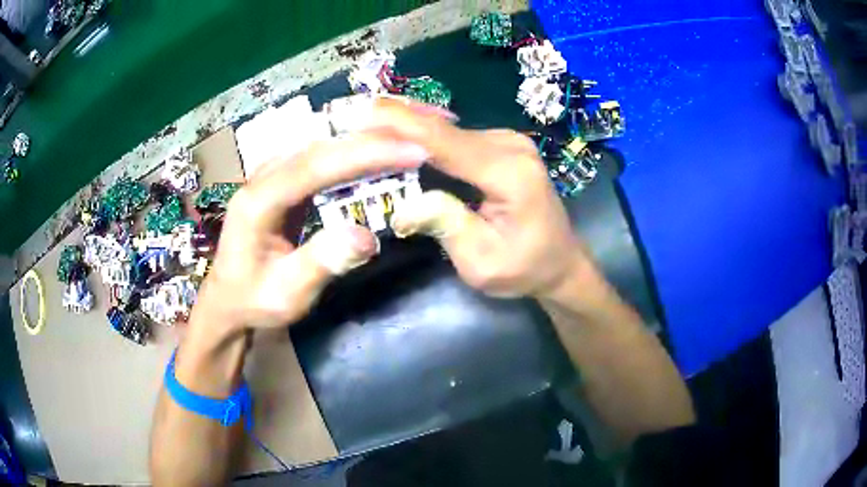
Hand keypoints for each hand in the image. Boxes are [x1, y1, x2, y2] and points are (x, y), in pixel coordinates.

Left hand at [192, 131, 430, 334]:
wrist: (228, 297)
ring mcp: (273, 173)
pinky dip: (356, 148)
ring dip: (368, 136)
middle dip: (374, 135)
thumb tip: (368, 237)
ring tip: (411, 138)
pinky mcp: (284, 179)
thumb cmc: (254, 298)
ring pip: (324, 140)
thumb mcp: (285, 295)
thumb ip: (320, 264)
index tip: (414, 152)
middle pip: (322, 142)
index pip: (316, 164)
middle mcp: (263, 176)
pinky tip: (382, 150)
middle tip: (423, 137)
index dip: (365, 154)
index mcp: (258, 201)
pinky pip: (323, 153)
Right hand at [371, 100, 591, 298]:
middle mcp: (510, 146)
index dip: (398, 126)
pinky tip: (396, 135)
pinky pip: (455, 137)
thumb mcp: (482, 262)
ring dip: (405, 127)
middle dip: (393, 121)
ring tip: (362, 123)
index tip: (358, 112)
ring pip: (445, 130)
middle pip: (441, 130)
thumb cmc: (524, 268)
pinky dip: (424, 137)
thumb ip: (445, 225)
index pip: (442, 143)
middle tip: (348, 115)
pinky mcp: (502, 146)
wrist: (561, 261)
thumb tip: (402, 206)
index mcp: (508, 173)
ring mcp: (508, 142)